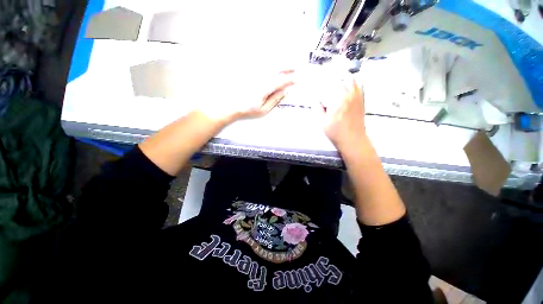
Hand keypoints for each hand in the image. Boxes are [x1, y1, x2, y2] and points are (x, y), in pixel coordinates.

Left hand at [197, 70, 294, 123]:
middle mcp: (260, 76)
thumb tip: (285, 91)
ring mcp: (253, 72)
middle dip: (288, 66)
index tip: (297, 79)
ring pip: (269, 62)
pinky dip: (268, 61)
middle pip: (277, 67)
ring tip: (287, 63)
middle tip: (295, 67)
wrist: (228, 105)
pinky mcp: (247, 70)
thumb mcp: (263, 109)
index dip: (290, 80)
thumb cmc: (246, 109)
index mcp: (265, 87)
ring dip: (279, 61)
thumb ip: (275, 99)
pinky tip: (271, 64)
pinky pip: (260, 62)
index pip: (281, 81)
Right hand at [319, 78, 366, 149]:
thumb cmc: (336, 132)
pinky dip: (355, 82)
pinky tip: (349, 85)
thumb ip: (318, 109)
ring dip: (346, 77)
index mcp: (339, 99)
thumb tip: (315, 100)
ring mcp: (358, 97)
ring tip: (338, 79)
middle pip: (345, 77)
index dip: (326, 77)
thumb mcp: (322, 122)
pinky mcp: (362, 101)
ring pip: (354, 80)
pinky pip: (360, 86)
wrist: (353, 139)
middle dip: (336, 75)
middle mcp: (350, 95)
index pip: (333, 82)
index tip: (320, 76)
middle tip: (329, 77)